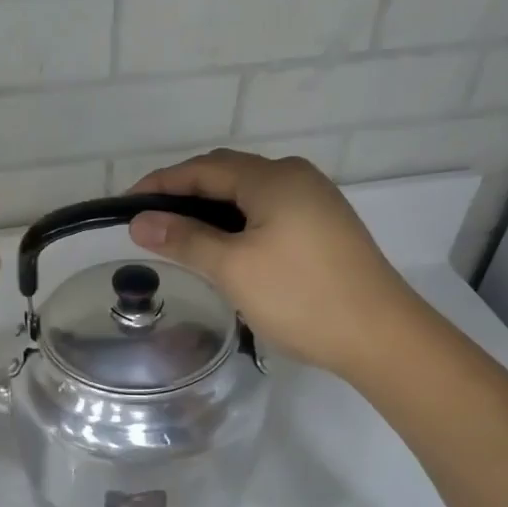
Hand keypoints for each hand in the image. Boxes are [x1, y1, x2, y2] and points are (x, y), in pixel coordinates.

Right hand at [127, 149, 426, 380]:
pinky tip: (224, 248)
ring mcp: (316, 202)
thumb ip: (184, 239)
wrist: (382, 337)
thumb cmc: (301, 297)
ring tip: (178, 236)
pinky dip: (237, 223)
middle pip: (227, 175)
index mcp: (274, 178)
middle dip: (184, 194)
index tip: (125, 205)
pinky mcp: (325, 227)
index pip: (203, 168)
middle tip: (149, 222)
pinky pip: (268, 212)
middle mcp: (296, 178)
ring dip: (211, 210)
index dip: (160, 183)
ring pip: (248, 195)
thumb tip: (139, 222)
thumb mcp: (234, 268)